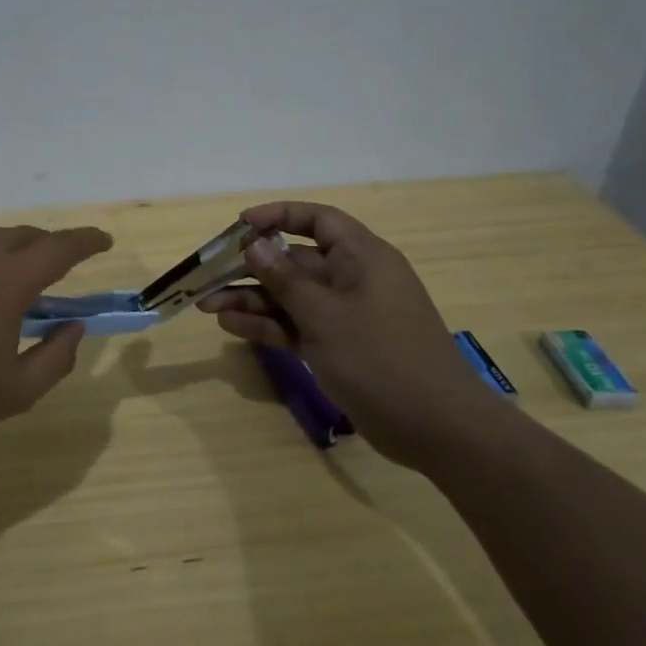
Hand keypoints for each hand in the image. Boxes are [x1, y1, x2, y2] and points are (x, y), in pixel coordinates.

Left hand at [0, 186, 112, 450]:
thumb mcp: (16, 392)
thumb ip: (56, 356)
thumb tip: (75, 325)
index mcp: (8, 283)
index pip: (59, 249)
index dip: (86, 242)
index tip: (103, 240)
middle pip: (23, 238)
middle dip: (46, 248)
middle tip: (55, 268)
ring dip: (7, 243)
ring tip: (15, 258)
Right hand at [198, 201, 504, 467]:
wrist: (436, 428)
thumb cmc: (381, 358)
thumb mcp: (325, 315)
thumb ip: (285, 279)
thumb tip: (254, 245)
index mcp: (362, 257)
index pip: (317, 220)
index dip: (278, 216)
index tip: (240, 226)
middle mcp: (353, 279)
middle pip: (295, 261)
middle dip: (252, 268)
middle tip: (209, 276)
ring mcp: (346, 315)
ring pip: (291, 297)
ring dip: (253, 300)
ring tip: (208, 306)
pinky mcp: (339, 346)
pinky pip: (297, 326)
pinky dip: (269, 325)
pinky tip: (232, 327)